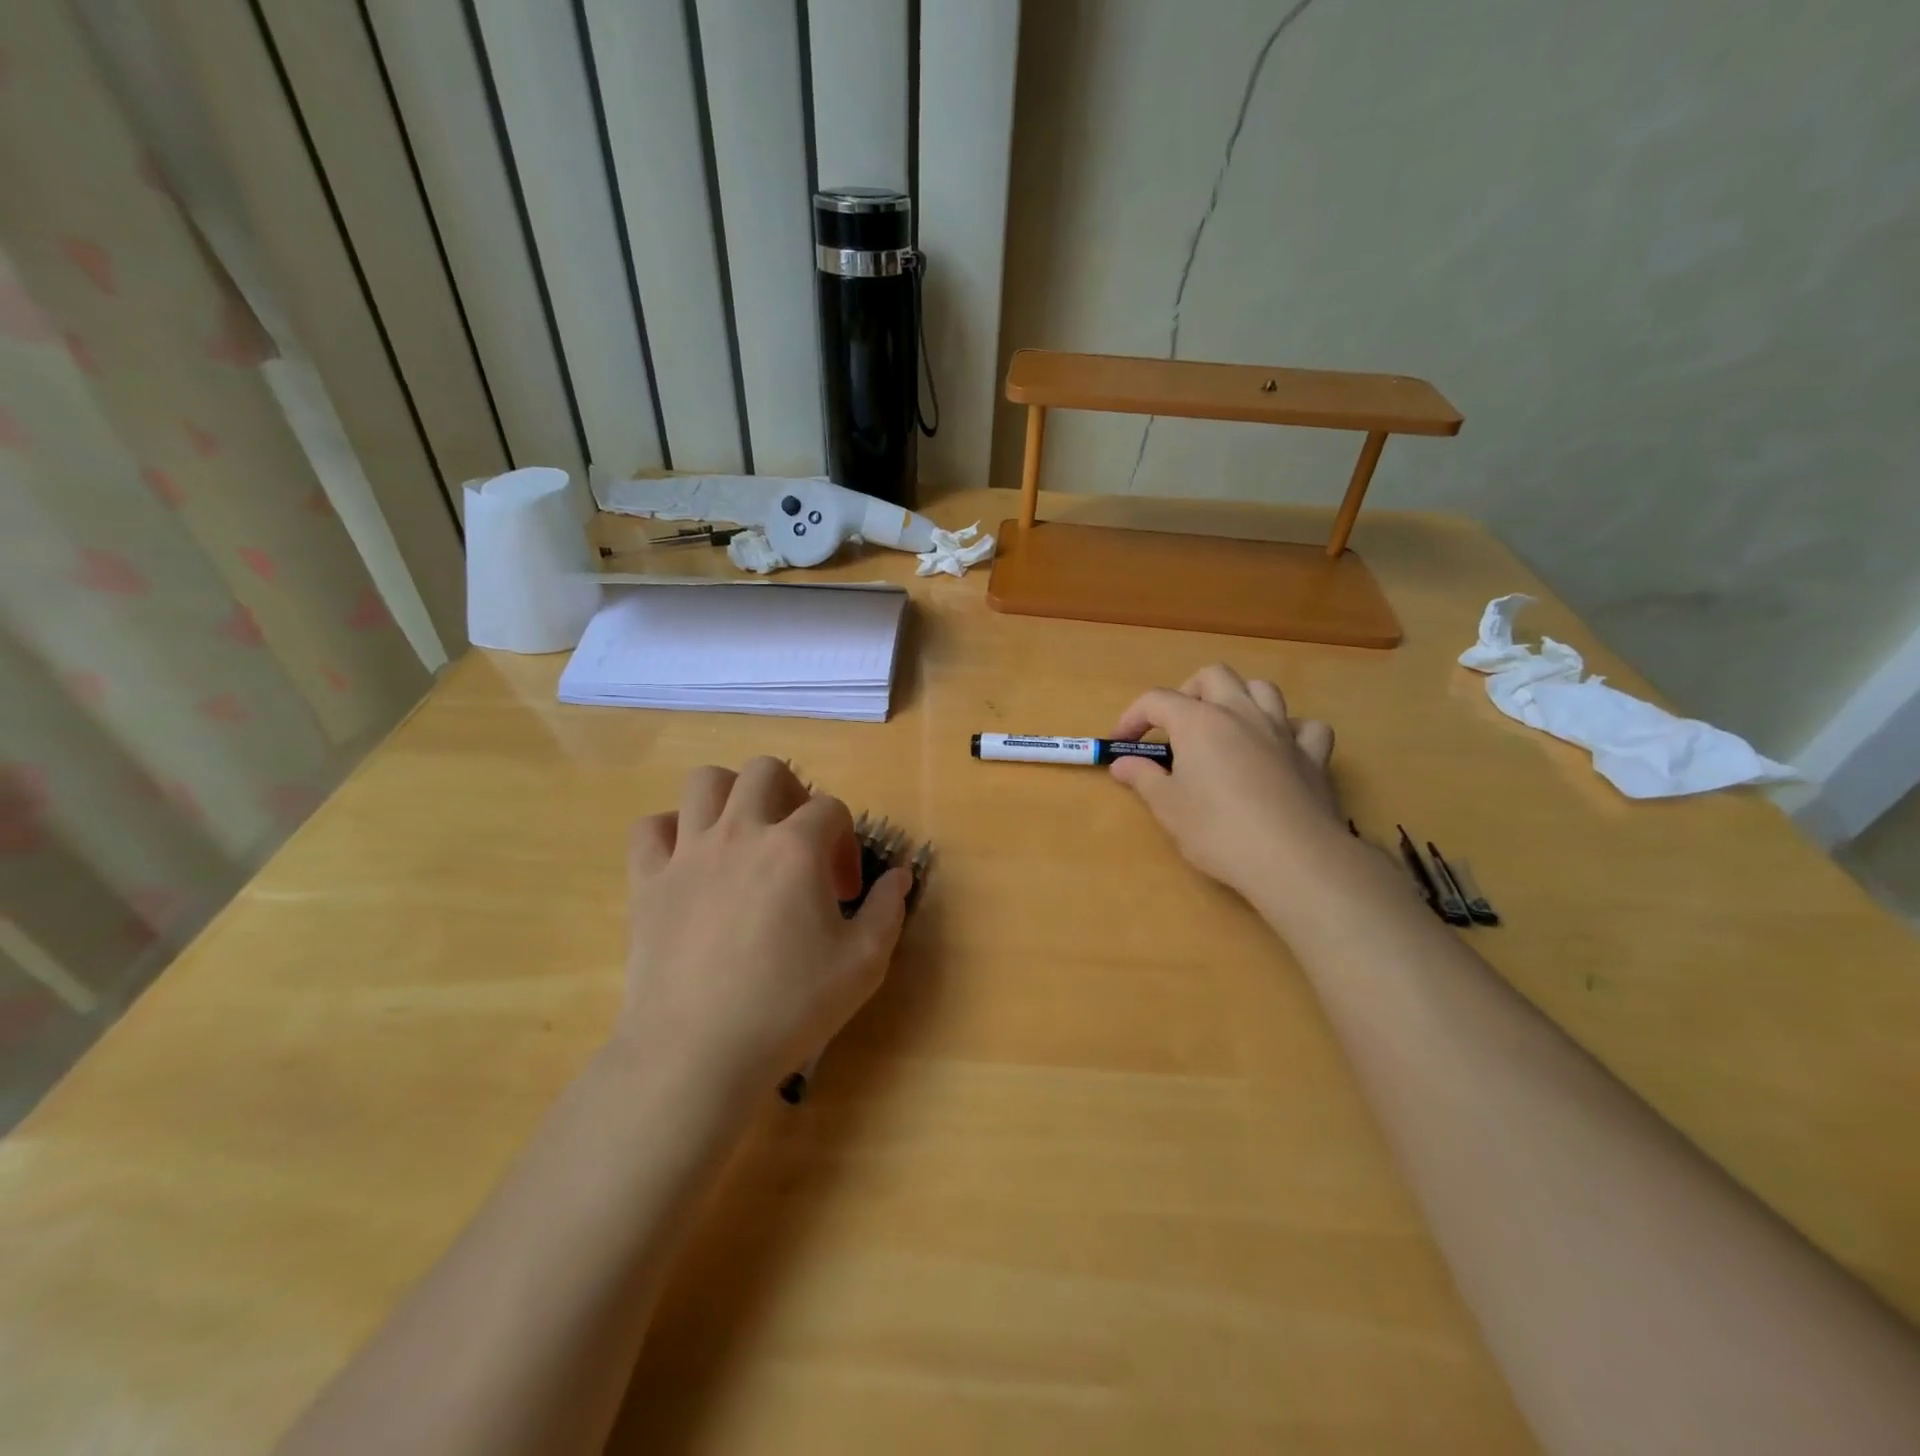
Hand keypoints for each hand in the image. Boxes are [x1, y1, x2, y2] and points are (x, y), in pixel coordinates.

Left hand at [618, 757, 910, 1099]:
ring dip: (731, 796)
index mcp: (796, 848)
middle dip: (793, 794)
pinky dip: (672, 830)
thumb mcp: (863, 964)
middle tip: (797, 843)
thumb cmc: (789, 1007)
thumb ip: (888, 910)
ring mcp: (688, 853)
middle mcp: (741, 832)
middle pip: (766, 771)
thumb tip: (901, 875)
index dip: (846, 843)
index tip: (843, 892)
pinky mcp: (647, 881)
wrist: (697, 1054)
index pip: (831, 809)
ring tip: (744, 833)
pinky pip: (651, 828)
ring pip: (705, 782)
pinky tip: (689, 860)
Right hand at [1110, 664, 1343, 898]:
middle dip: (1188, 692)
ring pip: (1262, 689)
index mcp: (1199, 722)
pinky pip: (1306, 727)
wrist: (1292, 859)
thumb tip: (1122, 763)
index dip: (1132, 717)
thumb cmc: (1218, 831)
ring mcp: (1281, 732)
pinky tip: (1279, 749)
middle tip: (1175, 727)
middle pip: (1212, 676)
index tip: (1120, 744)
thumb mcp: (1168, 807)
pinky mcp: (1313, 757)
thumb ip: (1143, 778)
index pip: (1156, 700)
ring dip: (1240, 699)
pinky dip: (1290, 730)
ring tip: (1226, 728)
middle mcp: (1241, 713)